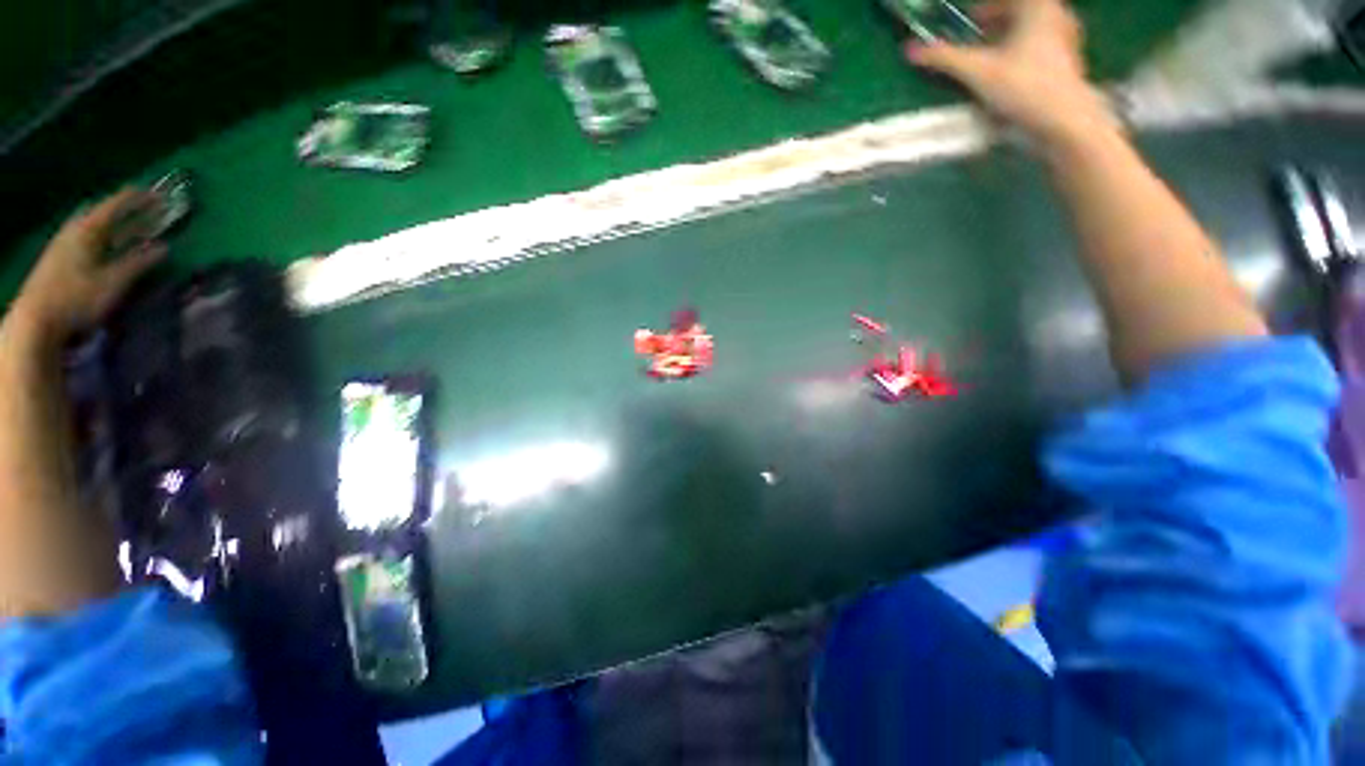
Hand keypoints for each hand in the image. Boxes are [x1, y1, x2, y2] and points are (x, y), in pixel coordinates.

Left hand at [13, 189, 164, 339]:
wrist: (36, 321)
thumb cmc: (77, 298)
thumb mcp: (113, 282)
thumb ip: (139, 263)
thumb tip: (164, 248)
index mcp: (89, 228)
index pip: (117, 205)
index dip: (138, 199)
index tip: (159, 194)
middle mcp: (76, 230)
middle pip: (106, 214)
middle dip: (129, 212)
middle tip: (151, 210)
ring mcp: (66, 244)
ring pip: (98, 228)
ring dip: (118, 226)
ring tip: (135, 227)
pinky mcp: (62, 259)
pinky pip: (90, 239)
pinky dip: (107, 238)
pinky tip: (113, 245)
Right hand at [907, 0, 1113, 145]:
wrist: (1064, 119)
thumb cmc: (1023, 86)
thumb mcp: (977, 71)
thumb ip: (944, 58)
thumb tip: (909, 50)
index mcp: (1037, 6)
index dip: (986, 6)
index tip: (969, 19)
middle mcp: (1057, 14)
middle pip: (1022, 10)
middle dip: (997, 21)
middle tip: (977, 37)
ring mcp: (1067, 38)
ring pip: (1033, 29)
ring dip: (1010, 38)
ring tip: (991, 57)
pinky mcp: (1070, 62)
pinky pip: (1043, 46)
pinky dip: (1024, 53)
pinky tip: (1010, 74)